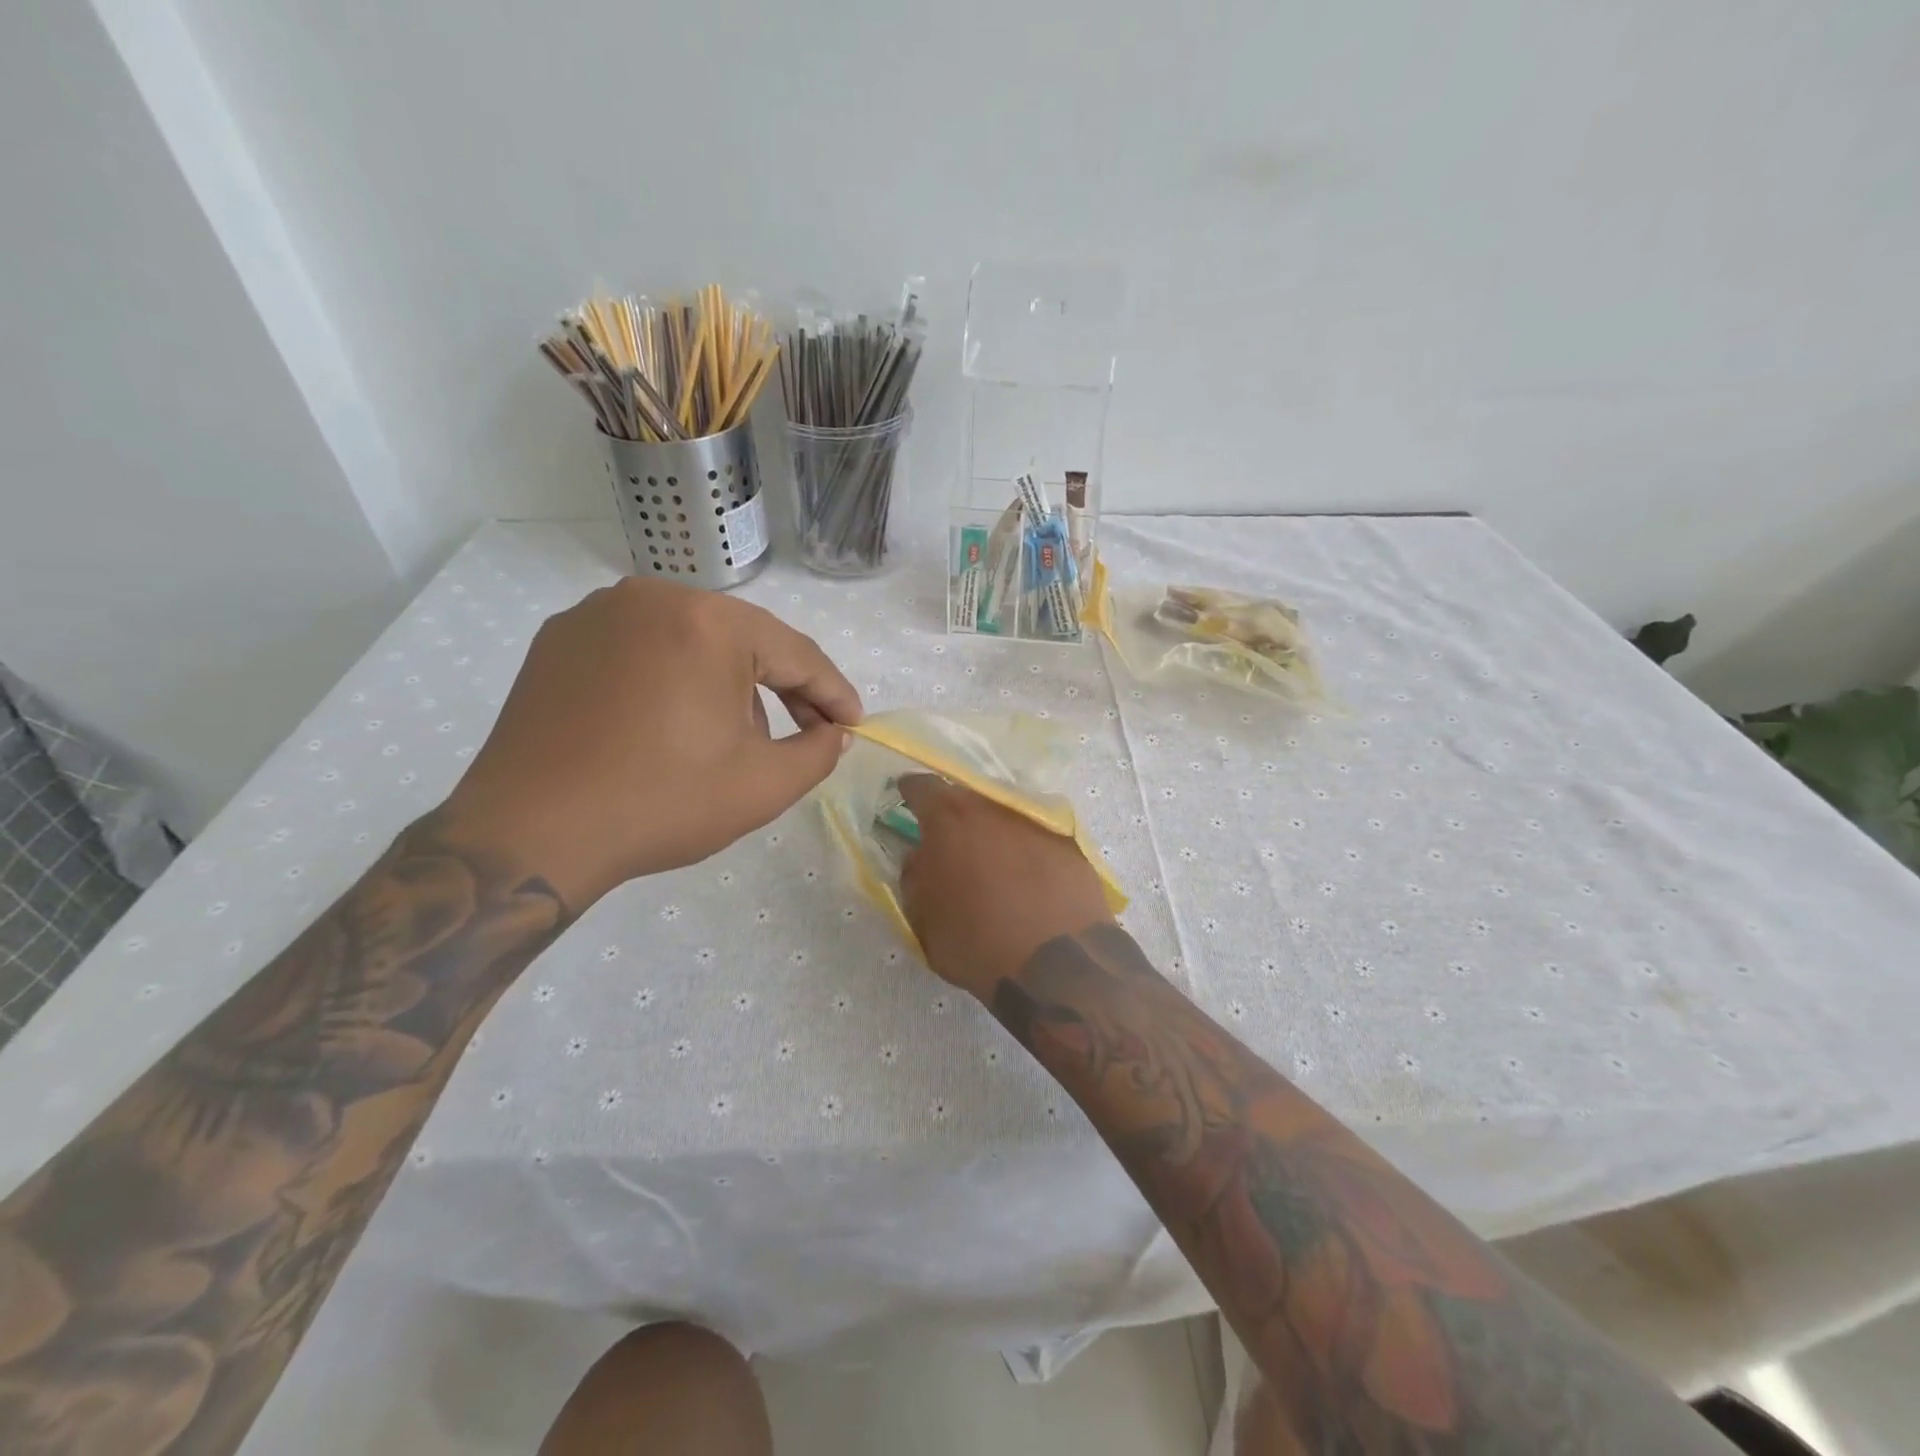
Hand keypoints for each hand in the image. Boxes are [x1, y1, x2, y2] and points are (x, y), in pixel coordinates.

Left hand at [441, 578, 860, 909]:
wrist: (529, 834)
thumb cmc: (660, 803)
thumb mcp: (763, 786)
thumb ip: (819, 752)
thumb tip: (834, 733)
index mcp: (710, 622)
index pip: (796, 654)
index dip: (833, 693)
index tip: (854, 723)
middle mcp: (654, 597)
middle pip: (744, 640)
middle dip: (782, 688)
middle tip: (807, 731)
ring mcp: (599, 612)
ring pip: (692, 641)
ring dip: (727, 683)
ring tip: (734, 736)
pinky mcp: (560, 639)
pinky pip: (642, 648)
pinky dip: (672, 679)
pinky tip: (673, 723)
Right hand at [897, 775, 1113, 1002]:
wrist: (1056, 964)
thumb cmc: (976, 942)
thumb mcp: (922, 917)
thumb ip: (914, 875)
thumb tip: (921, 856)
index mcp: (950, 819)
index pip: (923, 787)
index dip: (911, 792)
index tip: (905, 797)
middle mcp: (994, 808)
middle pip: (967, 798)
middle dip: (955, 815)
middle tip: (949, 841)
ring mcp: (1036, 822)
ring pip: (1004, 816)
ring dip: (993, 833)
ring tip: (991, 863)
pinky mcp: (1070, 843)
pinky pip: (1036, 838)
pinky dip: (1026, 852)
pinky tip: (1027, 879)